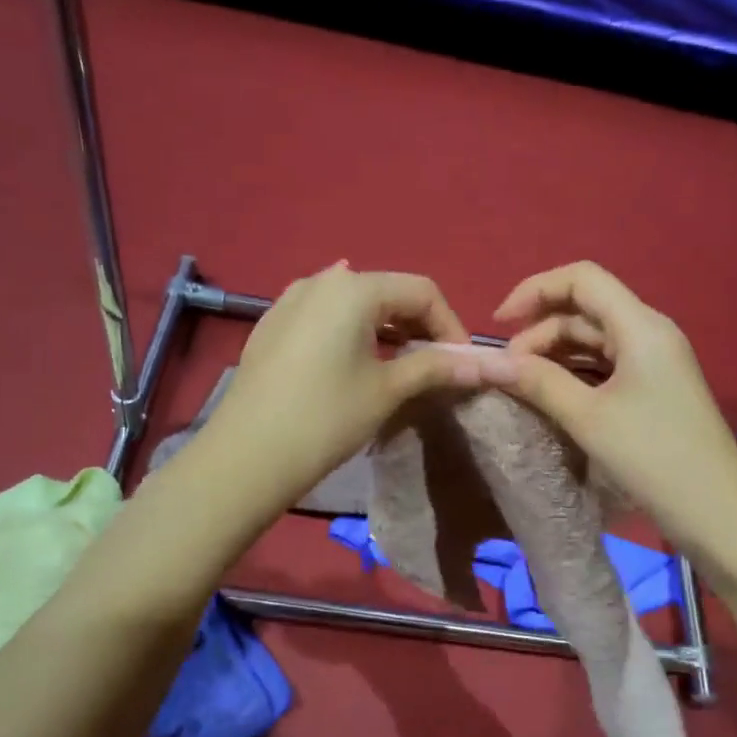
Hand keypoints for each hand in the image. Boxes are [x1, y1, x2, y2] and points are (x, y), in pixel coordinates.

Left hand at [205, 263, 483, 505]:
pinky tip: (353, 365)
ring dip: (386, 330)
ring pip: (355, 305)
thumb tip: (489, 364)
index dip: (451, 325)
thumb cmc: (326, 418)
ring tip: (399, 367)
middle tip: (435, 367)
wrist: (247, 456)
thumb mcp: (388, 390)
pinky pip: (325, 318)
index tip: (462, 364)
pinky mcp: (271, 326)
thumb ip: (437, 367)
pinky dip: (351, 334)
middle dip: (419, 326)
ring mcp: (290, 301)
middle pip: (388, 292)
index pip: (422, 291)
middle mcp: (320, 281)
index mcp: (354, 288)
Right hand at [481, 262, 736, 565]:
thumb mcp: (588, 418)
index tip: (498, 324)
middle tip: (507, 373)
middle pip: (585, 310)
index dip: (535, 290)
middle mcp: (650, 334)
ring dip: (554, 356)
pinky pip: (605, 368)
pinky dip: (574, 376)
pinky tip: (551, 398)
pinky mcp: (654, 391)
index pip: (582, 279)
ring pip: (593, 341)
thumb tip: (486, 361)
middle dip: (539, 332)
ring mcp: (654, 363)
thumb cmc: (653, 458)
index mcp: (640, 326)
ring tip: (521, 387)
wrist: (718, 514)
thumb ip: (536, 382)